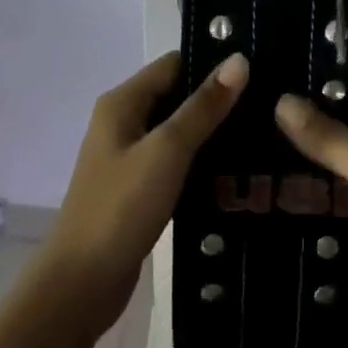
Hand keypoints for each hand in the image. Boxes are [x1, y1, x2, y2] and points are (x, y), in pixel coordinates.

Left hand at [43, 51, 247, 339]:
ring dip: (212, 131)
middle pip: (177, 94)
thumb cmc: (121, 208)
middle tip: (267, 103)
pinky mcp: (137, 189)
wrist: (80, 287)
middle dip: (217, 98)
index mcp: (123, 102)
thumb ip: (204, 106)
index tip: (256, 69)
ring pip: (178, 130)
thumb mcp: (168, 150)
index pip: (175, 63)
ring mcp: (128, 157)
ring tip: (260, 132)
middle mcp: (123, 121)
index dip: (212, 63)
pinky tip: (234, 169)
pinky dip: (200, 161)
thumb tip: (239, 60)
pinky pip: (175, 161)